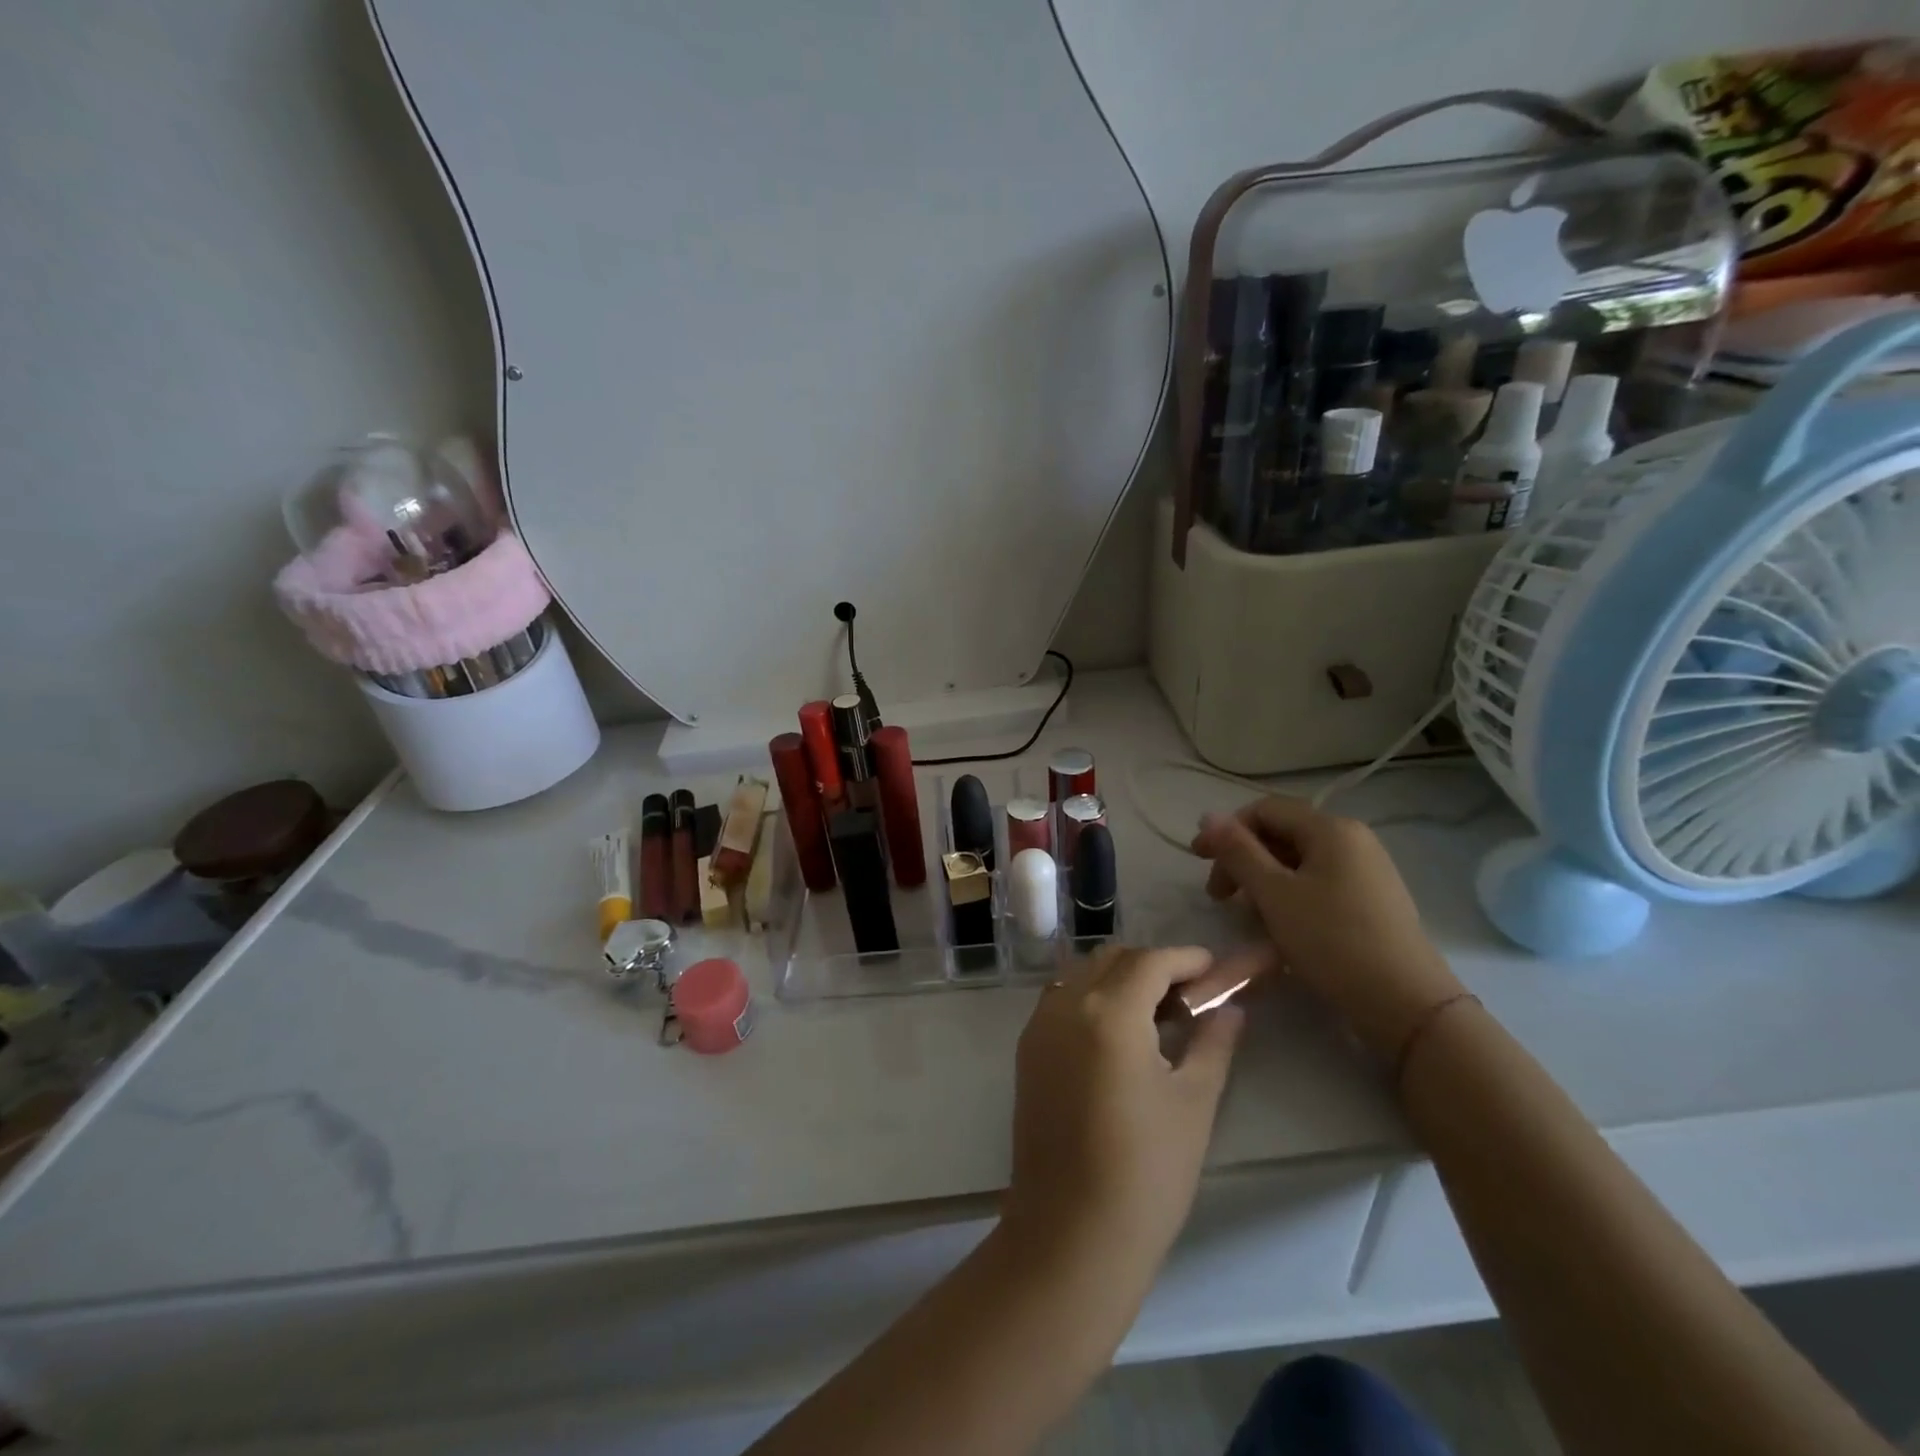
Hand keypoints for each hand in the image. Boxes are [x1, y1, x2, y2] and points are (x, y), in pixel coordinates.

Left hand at [1003, 945, 1261, 1272]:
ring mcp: (1039, 1025)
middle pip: (1113, 959)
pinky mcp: (1027, 1049)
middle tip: (1189, 998)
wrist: (1070, 1233)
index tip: (1214, 970)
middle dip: (1153, 966)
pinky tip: (1118, 1036)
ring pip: (1082, 974)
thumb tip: (1230, 1010)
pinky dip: (1092, 998)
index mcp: (1108, 1012)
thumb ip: (1212, 1043)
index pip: (1150, 961)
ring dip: (1119, 979)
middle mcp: (1066, 1004)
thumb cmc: (1146, 1172)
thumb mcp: (1193, 1103)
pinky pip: (1062, 999)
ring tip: (1155, 1017)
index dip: (1186, 959)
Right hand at [1191, 797, 1462, 1060]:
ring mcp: (1366, 870)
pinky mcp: (1372, 900)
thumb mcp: (1274, 893)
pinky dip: (1289, 896)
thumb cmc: (1332, 941)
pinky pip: (1318, 883)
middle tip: (1219, 897)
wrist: (1406, 1004)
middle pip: (1281, 834)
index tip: (1198, 861)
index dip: (1225, 830)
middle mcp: (1352, 839)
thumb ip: (1237, 851)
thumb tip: (1208, 816)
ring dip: (1262, 881)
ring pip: (1298, 862)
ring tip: (1247, 916)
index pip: (1264, 810)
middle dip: (1242, 860)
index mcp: (1331, 828)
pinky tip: (1279, 926)